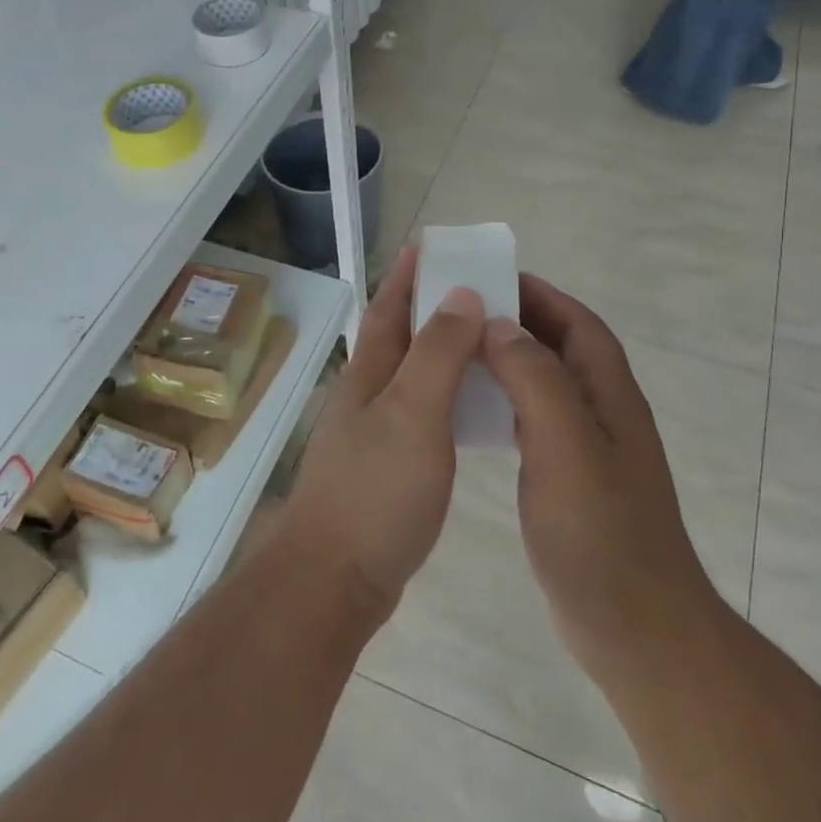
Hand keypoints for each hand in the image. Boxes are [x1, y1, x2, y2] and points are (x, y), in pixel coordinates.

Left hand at [282, 247, 485, 616]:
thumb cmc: (375, 490)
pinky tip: (471, 408)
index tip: (430, 245)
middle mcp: (367, 395)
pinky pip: (422, 413)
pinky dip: (446, 397)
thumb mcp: (412, 412)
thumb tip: (460, 293)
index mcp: (370, 373)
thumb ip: (437, 353)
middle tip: (478, 290)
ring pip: (412, 375)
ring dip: (441, 351)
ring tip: (484, 341)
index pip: (387, 308)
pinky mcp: (388, 468)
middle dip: (429, 307)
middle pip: (399, 337)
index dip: (406, 275)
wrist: (336, 576)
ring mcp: (374, 433)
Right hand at [481, 275, 715, 690]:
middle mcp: (603, 414)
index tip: (491, 278)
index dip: (541, 295)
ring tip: (461, 353)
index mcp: (609, 396)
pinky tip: (476, 414)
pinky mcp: (570, 482)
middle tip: (463, 312)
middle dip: (520, 321)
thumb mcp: (565, 445)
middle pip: (563, 349)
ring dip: (511, 361)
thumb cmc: (599, 532)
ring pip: (547, 385)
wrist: (633, 626)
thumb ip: (536, 379)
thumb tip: (501, 325)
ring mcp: (589, 451)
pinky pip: (535, 422)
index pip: (578, 325)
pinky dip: (507, 403)